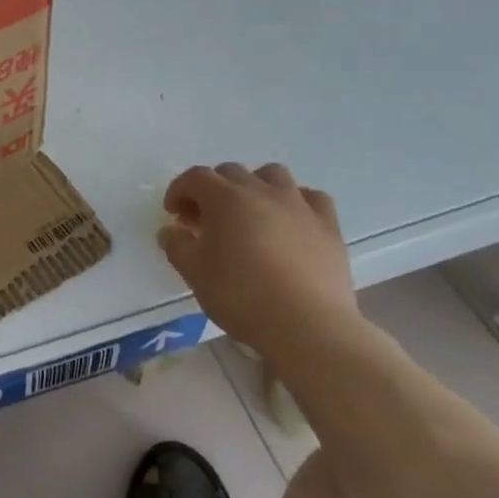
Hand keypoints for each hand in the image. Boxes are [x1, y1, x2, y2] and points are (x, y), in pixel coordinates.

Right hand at [158, 163, 357, 344]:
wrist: (307, 325)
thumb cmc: (242, 296)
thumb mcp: (194, 273)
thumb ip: (176, 246)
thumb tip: (171, 231)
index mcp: (225, 198)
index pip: (195, 178)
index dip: (179, 190)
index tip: (173, 213)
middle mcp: (261, 190)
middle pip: (231, 172)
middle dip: (212, 189)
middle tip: (206, 220)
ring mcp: (298, 204)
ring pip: (272, 175)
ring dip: (254, 186)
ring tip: (250, 213)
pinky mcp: (328, 224)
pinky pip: (310, 198)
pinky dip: (295, 202)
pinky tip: (291, 222)